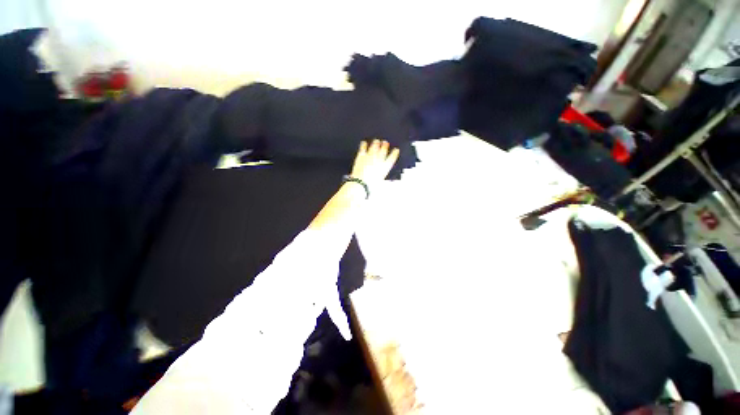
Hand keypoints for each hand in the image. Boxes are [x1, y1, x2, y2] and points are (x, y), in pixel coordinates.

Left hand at [350, 139, 399, 185]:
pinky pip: (363, 148)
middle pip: (383, 150)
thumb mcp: (380, 182)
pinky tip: (364, 143)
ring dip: (376, 143)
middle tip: (385, 142)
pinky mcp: (361, 156)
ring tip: (376, 141)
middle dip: (385, 145)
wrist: (361, 183)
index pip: (392, 157)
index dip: (395, 153)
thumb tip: (380, 176)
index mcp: (385, 167)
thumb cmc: (371, 185)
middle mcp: (379, 159)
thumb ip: (381, 176)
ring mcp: (370, 156)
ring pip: (374, 147)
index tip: (396, 150)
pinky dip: (364, 145)